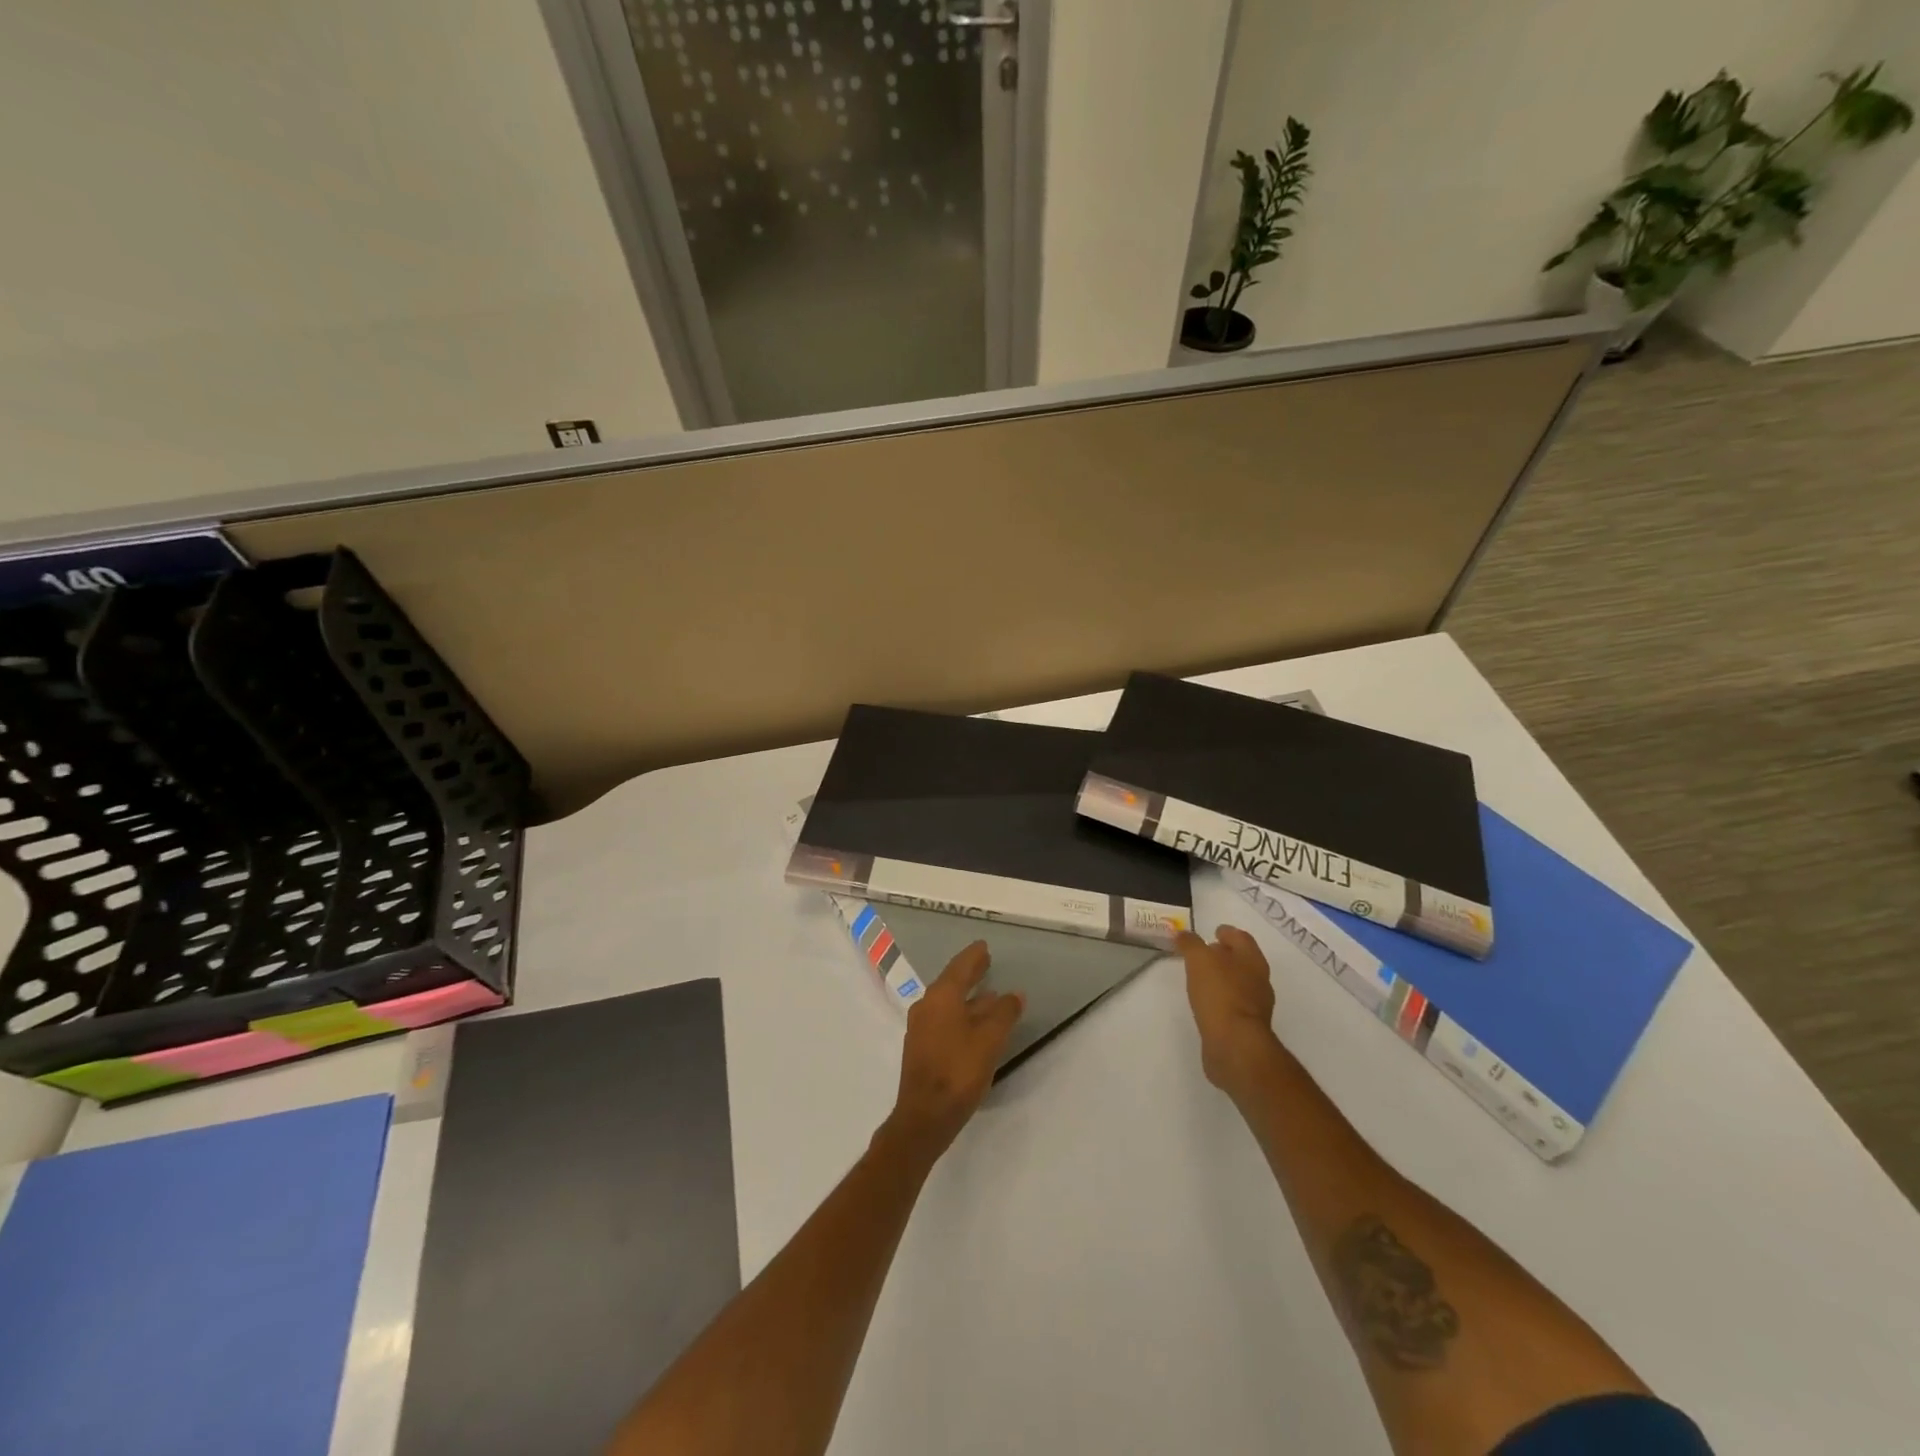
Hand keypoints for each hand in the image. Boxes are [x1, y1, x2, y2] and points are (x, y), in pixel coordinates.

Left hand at [883, 941, 1023, 1162]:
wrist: (925, 1116)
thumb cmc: (958, 1071)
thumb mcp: (990, 1040)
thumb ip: (1004, 1013)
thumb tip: (1014, 994)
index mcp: (941, 997)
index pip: (959, 967)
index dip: (973, 956)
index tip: (983, 946)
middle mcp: (927, 1006)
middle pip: (951, 982)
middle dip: (969, 973)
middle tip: (985, 962)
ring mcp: (921, 1028)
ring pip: (948, 1003)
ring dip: (968, 997)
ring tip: (989, 995)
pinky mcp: (922, 1048)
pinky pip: (944, 1019)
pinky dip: (961, 1014)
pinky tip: (975, 1024)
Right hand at [1176, 925, 1284, 1096]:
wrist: (1235, 1045)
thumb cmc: (1220, 994)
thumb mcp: (1199, 960)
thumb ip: (1190, 943)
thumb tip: (1182, 933)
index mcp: (1252, 960)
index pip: (1241, 938)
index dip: (1227, 932)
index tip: (1213, 931)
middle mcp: (1259, 981)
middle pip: (1242, 961)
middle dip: (1224, 955)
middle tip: (1203, 953)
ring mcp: (1255, 1006)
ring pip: (1238, 983)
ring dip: (1222, 978)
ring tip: (1200, 978)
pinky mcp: (1246, 1027)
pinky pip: (1232, 1005)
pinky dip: (1221, 999)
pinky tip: (1206, 1003)